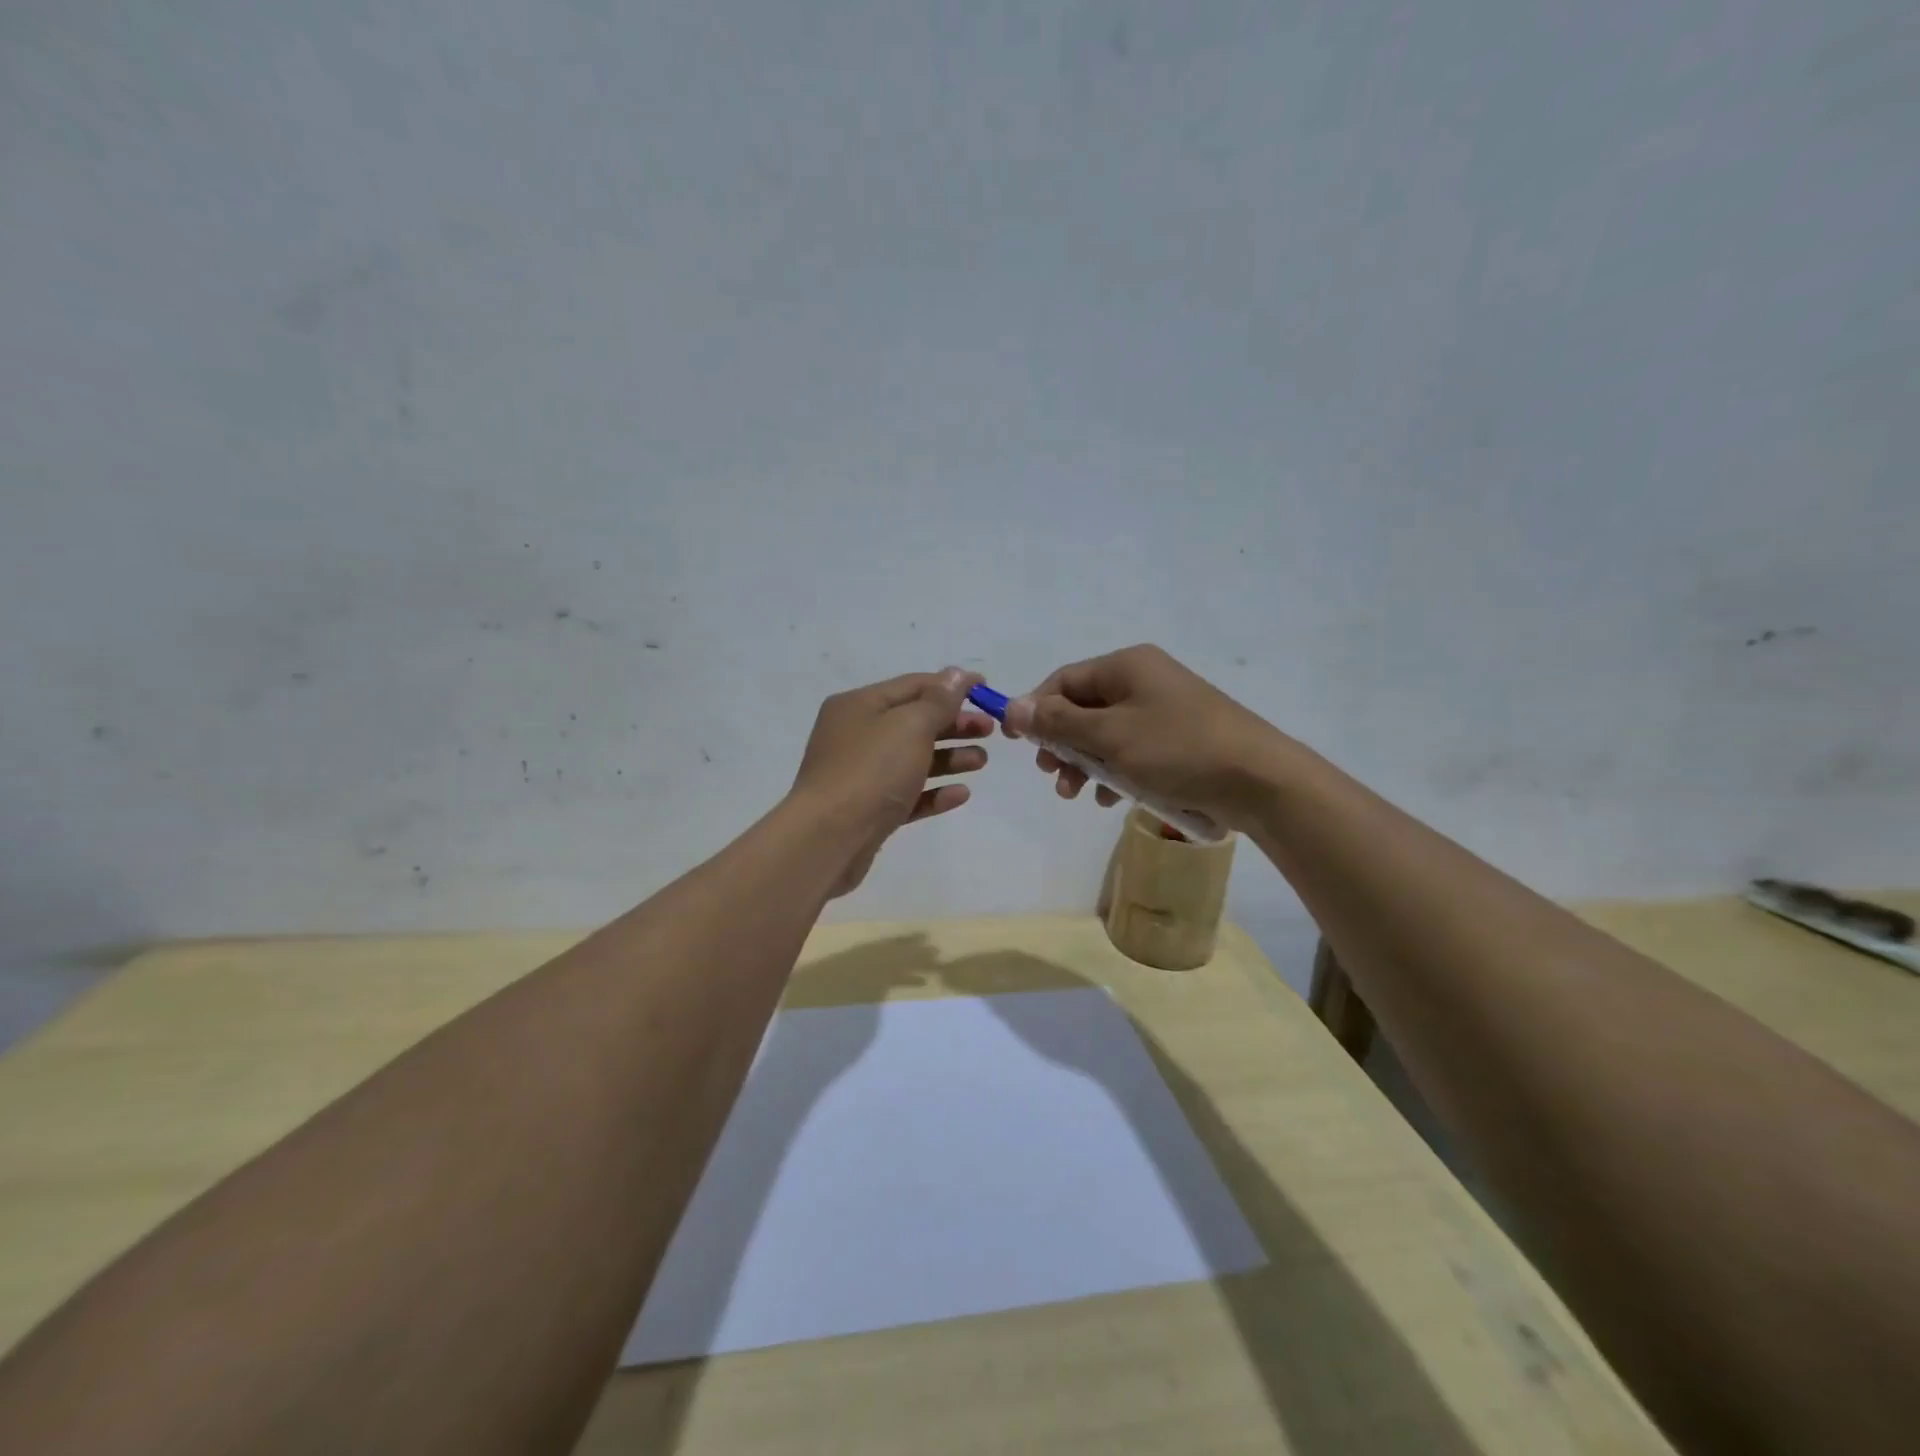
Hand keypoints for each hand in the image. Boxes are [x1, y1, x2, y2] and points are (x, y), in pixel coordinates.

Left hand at [791, 667, 991, 895]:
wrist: (828, 839)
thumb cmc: (871, 771)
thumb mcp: (910, 726)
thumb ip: (938, 701)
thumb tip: (957, 674)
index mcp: (859, 705)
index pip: (913, 685)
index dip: (951, 686)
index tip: (987, 690)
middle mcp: (856, 735)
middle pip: (914, 722)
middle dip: (954, 723)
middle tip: (989, 730)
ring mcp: (860, 775)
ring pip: (912, 759)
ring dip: (949, 757)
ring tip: (981, 762)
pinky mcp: (869, 811)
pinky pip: (907, 794)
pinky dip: (934, 792)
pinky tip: (961, 794)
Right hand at [1003, 645, 1280, 829]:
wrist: (1259, 780)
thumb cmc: (1177, 750)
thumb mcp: (1110, 736)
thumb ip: (1059, 722)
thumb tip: (1013, 706)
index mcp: (1127, 666)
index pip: (1064, 680)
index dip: (1035, 709)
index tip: (1018, 744)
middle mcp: (1144, 680)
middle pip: (1083, 707)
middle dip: (1061, 743)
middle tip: (1050, 775)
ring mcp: (1164, 710)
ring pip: (1106, 734)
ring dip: (1085, 763)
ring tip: (1075, 795)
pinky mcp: (1179, 739)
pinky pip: (1133, 751)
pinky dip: (1115, 772)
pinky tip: (1110, 800)